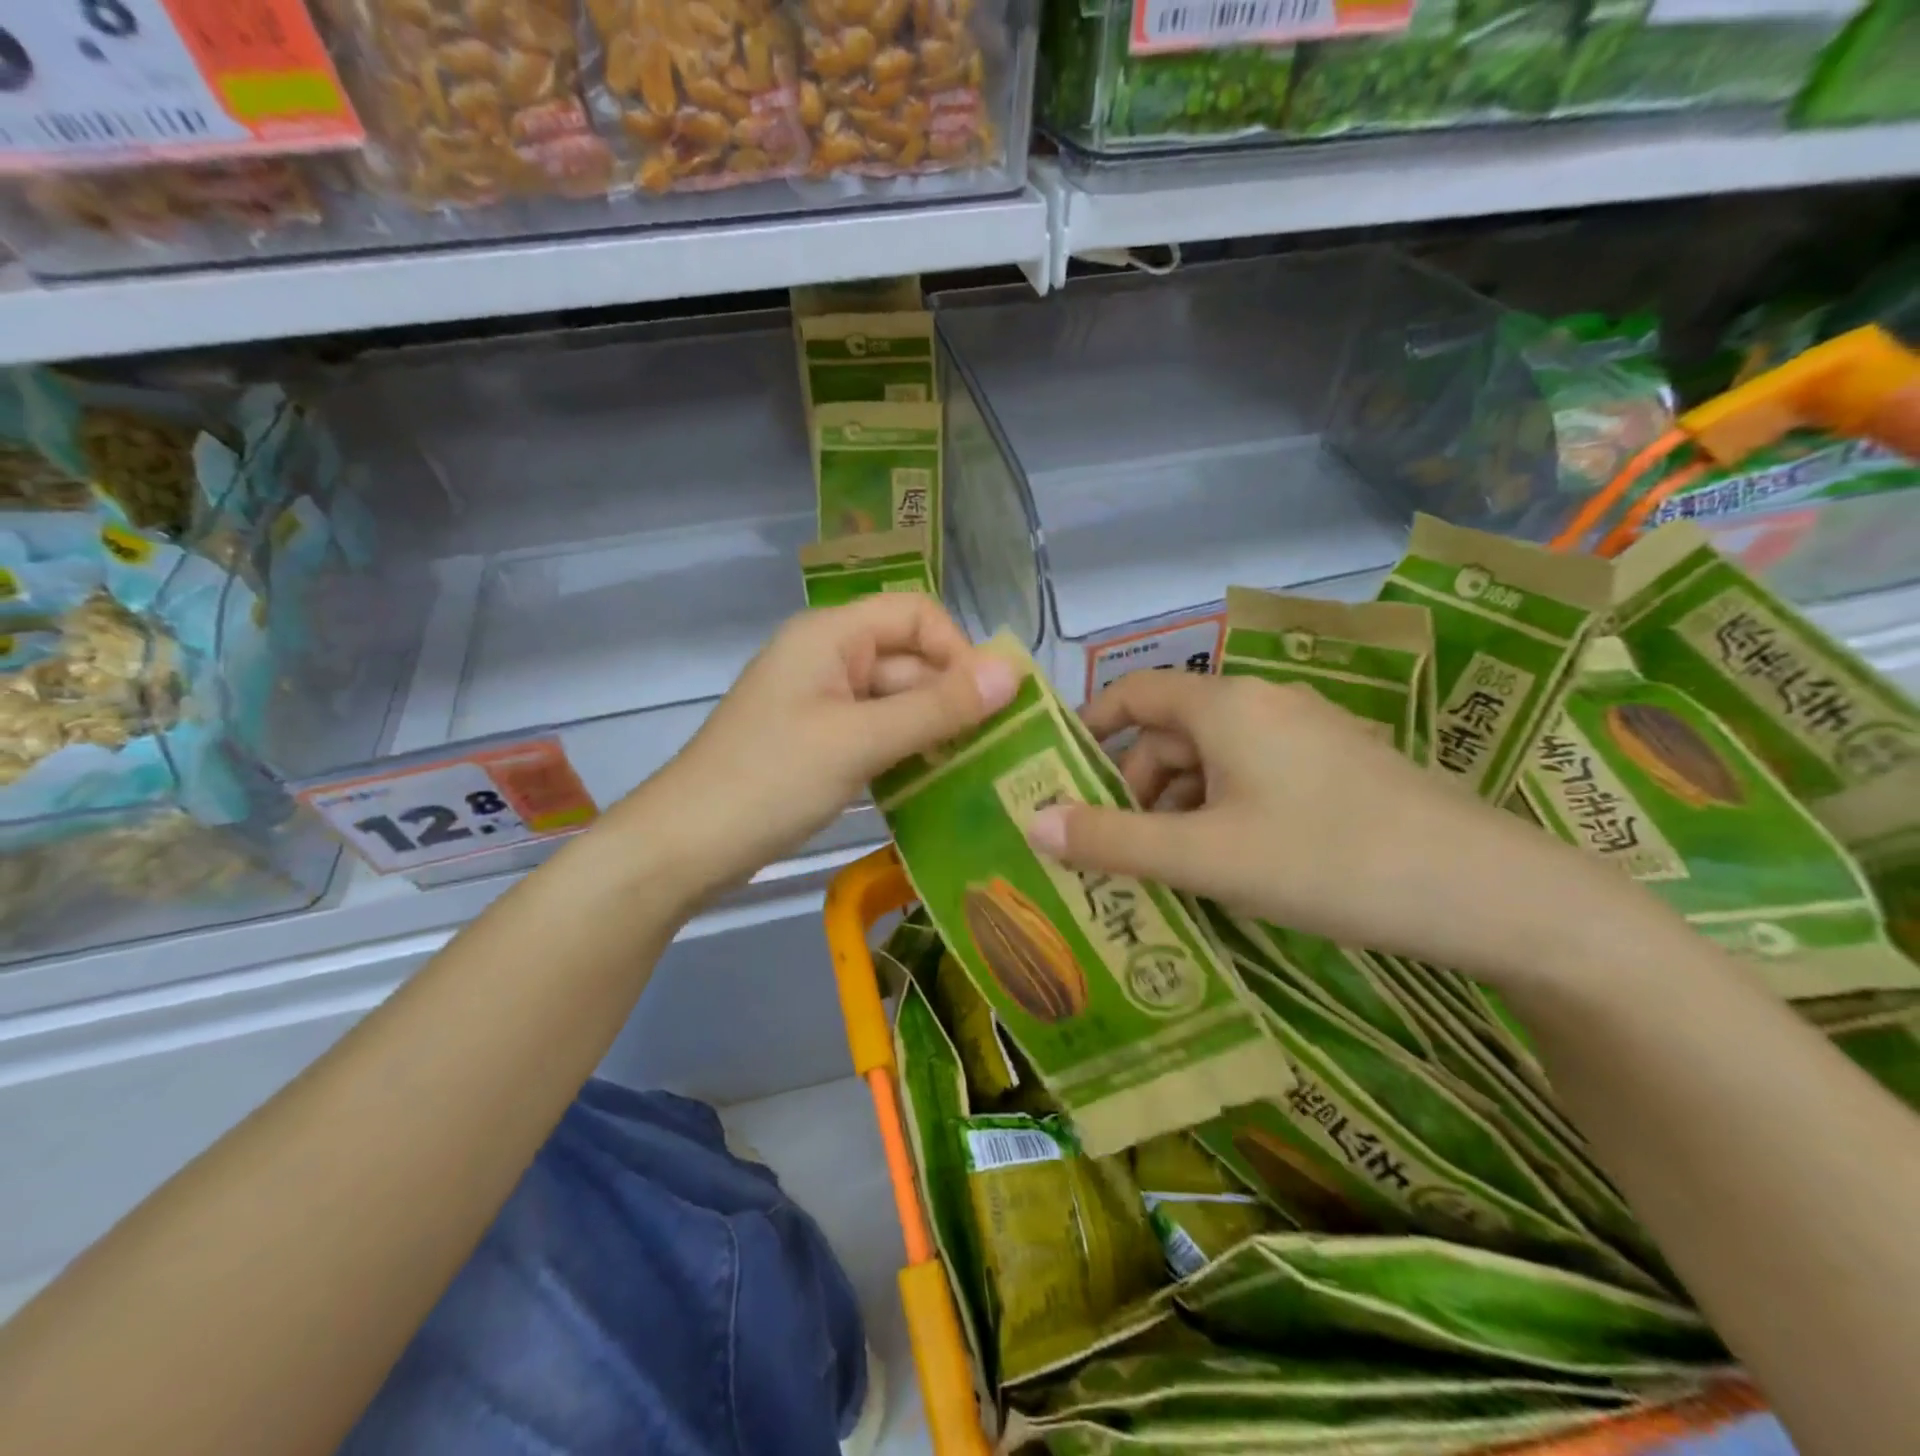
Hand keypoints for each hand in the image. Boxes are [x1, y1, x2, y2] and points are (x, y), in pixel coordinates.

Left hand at [618, 594, 1018, 902]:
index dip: (959, 650)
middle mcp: (830, 658)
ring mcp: (824, 702)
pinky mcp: (821, 742)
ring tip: (978, 770)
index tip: (990, 703)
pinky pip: (879, 733)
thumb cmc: (771, 780)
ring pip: (898, 702)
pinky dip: (908, 752)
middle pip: (910, 660)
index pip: (916, 613)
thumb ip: (937, 706)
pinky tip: (936, 784)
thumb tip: (1013, 670)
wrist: (686, 846)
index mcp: (832, 635)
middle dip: (953, 698)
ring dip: (935, 730)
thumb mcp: (860, 740)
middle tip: (999, 750)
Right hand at [1024, 671, 1646, 986]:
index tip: (1058, 777)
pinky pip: (1252, 781)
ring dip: (1176, 810)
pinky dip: (1220, 817)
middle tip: (1112, 854)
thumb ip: (1113, 841)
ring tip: (1168, 875)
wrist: (1493, 895)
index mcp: (1226, 705)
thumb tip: (1031, 821)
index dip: (1088, 728)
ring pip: (1212, 763)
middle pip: (1170, 733)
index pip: (1133, 692)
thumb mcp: (1206, 858)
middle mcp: (1262, 705)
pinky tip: (1226, 870)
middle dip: (1133, 789)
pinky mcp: (1337, 771)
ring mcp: (1306, 736)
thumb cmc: (1330, 862)